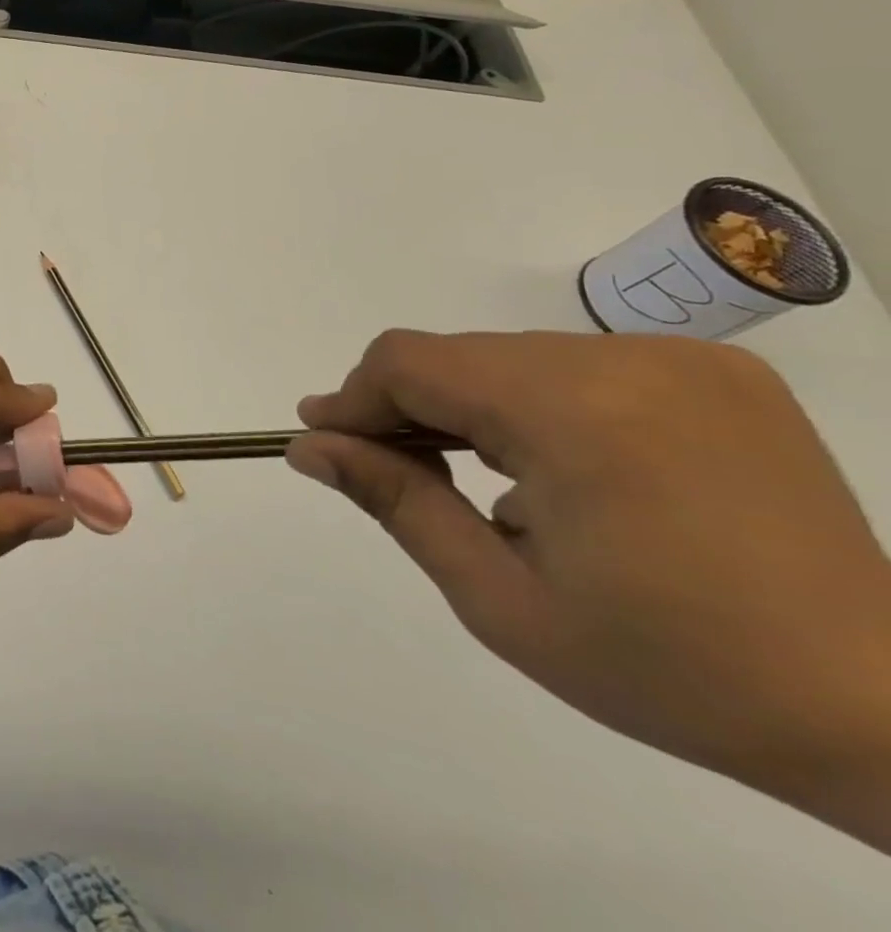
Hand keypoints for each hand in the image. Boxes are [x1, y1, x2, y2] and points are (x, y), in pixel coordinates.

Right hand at [289, 330, 890, 848]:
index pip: (411, 363)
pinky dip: (536, 404)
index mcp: (573, 413)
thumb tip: (309, 444)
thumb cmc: (672, 670)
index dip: (355, 398)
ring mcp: (680, 359)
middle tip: (395, 471)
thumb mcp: (500, 599)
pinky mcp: (716, 370)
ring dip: (472, 406)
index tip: (328, 441)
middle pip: (459, 356)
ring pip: (512, 357)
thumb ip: (395, 501)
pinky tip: (560, 469)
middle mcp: (625, 360)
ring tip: (481, 481)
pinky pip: (576, 366)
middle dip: (409, 407)